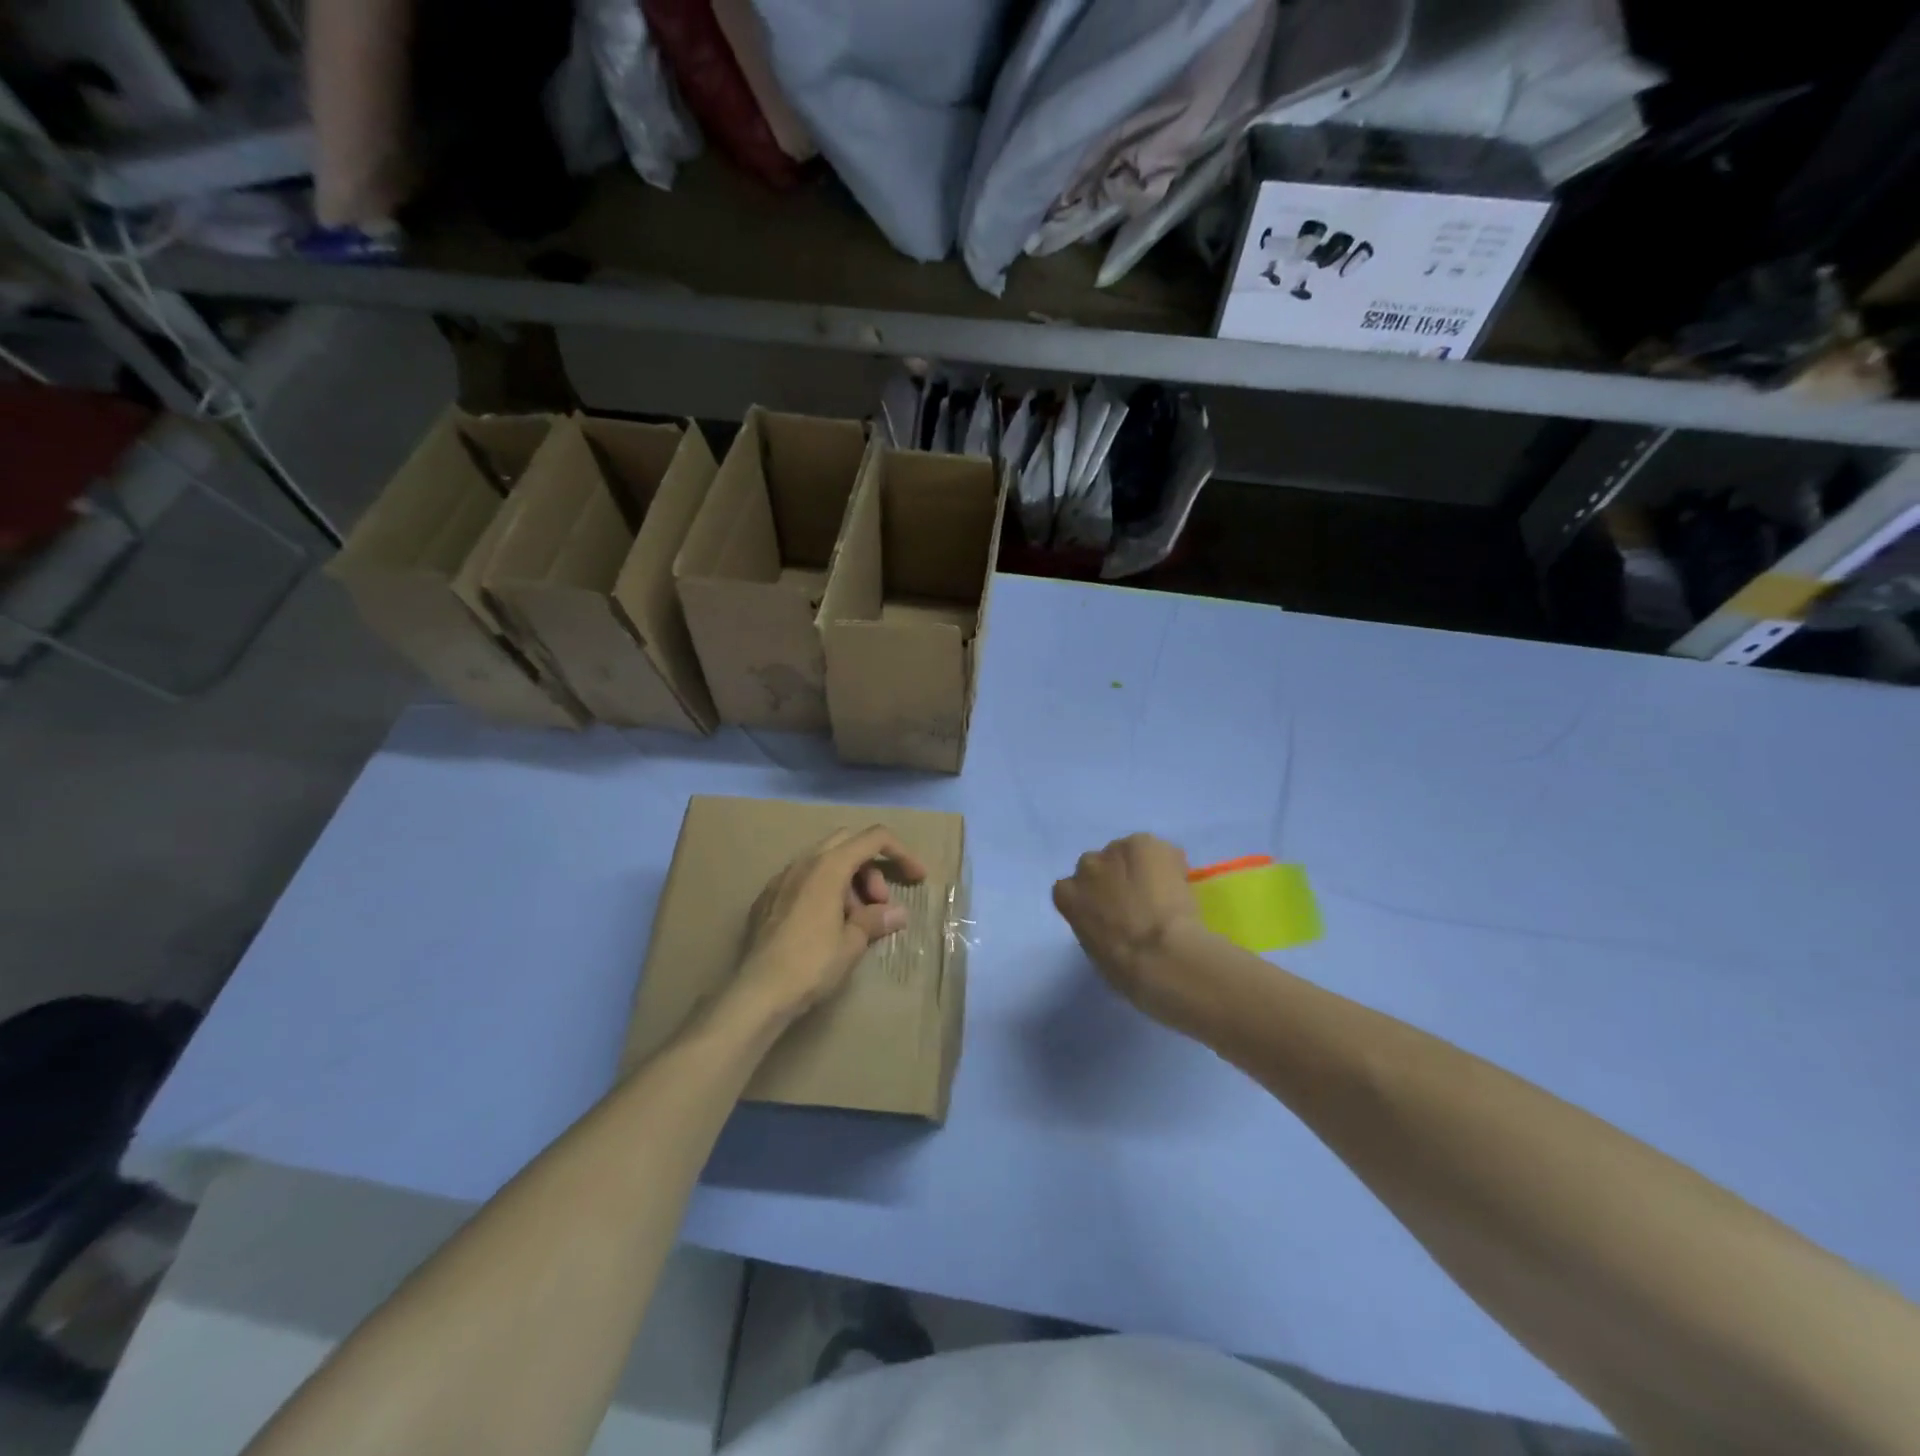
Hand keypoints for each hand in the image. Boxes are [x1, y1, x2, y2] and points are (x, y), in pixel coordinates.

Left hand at [734, 826, 927, 1022]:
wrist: (758, 992)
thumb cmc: (812, 963)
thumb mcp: (852, 942)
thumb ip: (876, 919)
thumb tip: (897, 913)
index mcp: (828, 866)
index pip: (874, 838)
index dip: (902, 852)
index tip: (917, 877)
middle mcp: (803, 862)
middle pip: (848, 843)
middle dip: (871, 867)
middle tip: (879, 903)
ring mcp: (781, 879)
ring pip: (824, 861)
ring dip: (848, 881)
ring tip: (854, 921)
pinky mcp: (767, 898)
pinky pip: (803, 879)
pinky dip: (824, 890)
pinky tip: (825, 924)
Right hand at [1052, 834, 1209, 1017]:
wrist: (1162, 957)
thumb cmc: (1126, 970)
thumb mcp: (1095, 950)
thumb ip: (1096, 925)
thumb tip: (1113, 922)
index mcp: (1067, 896)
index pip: (1074, 889)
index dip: (1096, 899)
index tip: (1112, 914)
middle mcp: (1086, 866)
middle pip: (1099, 866)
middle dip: (1114, 880)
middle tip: (1139, 903)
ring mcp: (1115, 851)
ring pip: (1128, 854)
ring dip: (1140, 869)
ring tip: (1163, 893)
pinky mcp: (1145, 843)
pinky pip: (1158, 851)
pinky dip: (1169, 864)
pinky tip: (1180, 885)